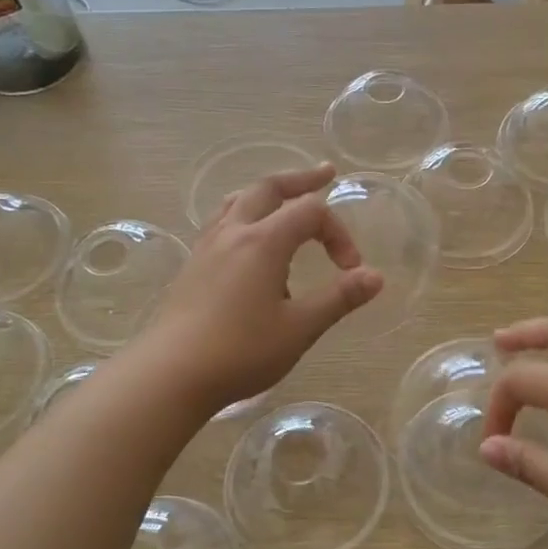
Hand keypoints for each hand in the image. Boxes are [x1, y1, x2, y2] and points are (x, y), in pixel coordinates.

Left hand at [142, 164, 382, 409]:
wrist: (171, 374)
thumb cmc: (241, 351)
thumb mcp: (300, 328)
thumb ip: (339, 298)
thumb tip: (376, 276)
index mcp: (263, 241)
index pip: (310, 212)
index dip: (338, 233)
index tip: (350, 269)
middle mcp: (233, 233)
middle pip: (268, 188)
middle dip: (300, 180)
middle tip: (325, 174)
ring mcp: (207, 247)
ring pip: (238, 201)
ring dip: (267, 194)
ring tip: (283, 200)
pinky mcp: (193, 266)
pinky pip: (222, 223)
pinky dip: (245, 215)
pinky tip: (247, 242)